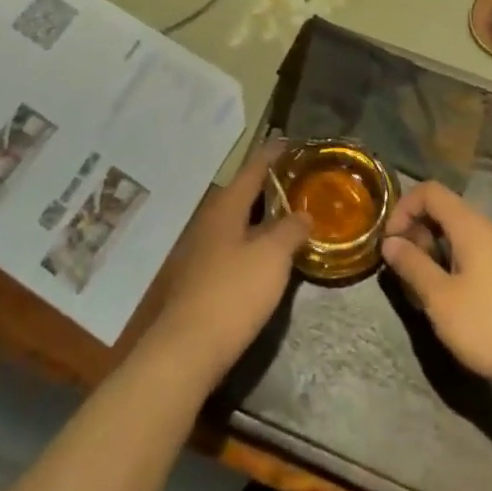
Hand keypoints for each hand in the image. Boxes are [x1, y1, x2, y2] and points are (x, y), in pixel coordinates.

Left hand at [144, 142, 309, 389]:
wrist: (187, 349)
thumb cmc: (233, 293)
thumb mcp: (273, 256)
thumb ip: (291, 230)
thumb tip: (304, 214)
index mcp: (226, 207)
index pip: (253, 168)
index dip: (273, 154)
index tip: (291, 141)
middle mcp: (210, 220)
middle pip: (242, 193)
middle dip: (269, 185)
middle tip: (298, 179)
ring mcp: (201, 250)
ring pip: (237, 220)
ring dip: (261, 215)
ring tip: (289, 214)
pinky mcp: (201, 277)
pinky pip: (233, 244)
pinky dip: (253, 239)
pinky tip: (267, 253)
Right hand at [381, 180, 491, 404]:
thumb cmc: (490, 325)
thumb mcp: (441, 298)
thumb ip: (413, 265)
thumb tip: (390, 242)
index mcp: (469, 225)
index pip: (429, 191)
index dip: (403, 209)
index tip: (390, 243)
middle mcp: (486, 229)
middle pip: (442, 211)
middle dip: (416, 232)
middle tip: (405, 269)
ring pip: (455, 235)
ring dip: (432, 252)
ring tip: (422, 288)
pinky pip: (470, 254)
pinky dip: (450, 265)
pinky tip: (448, 300)